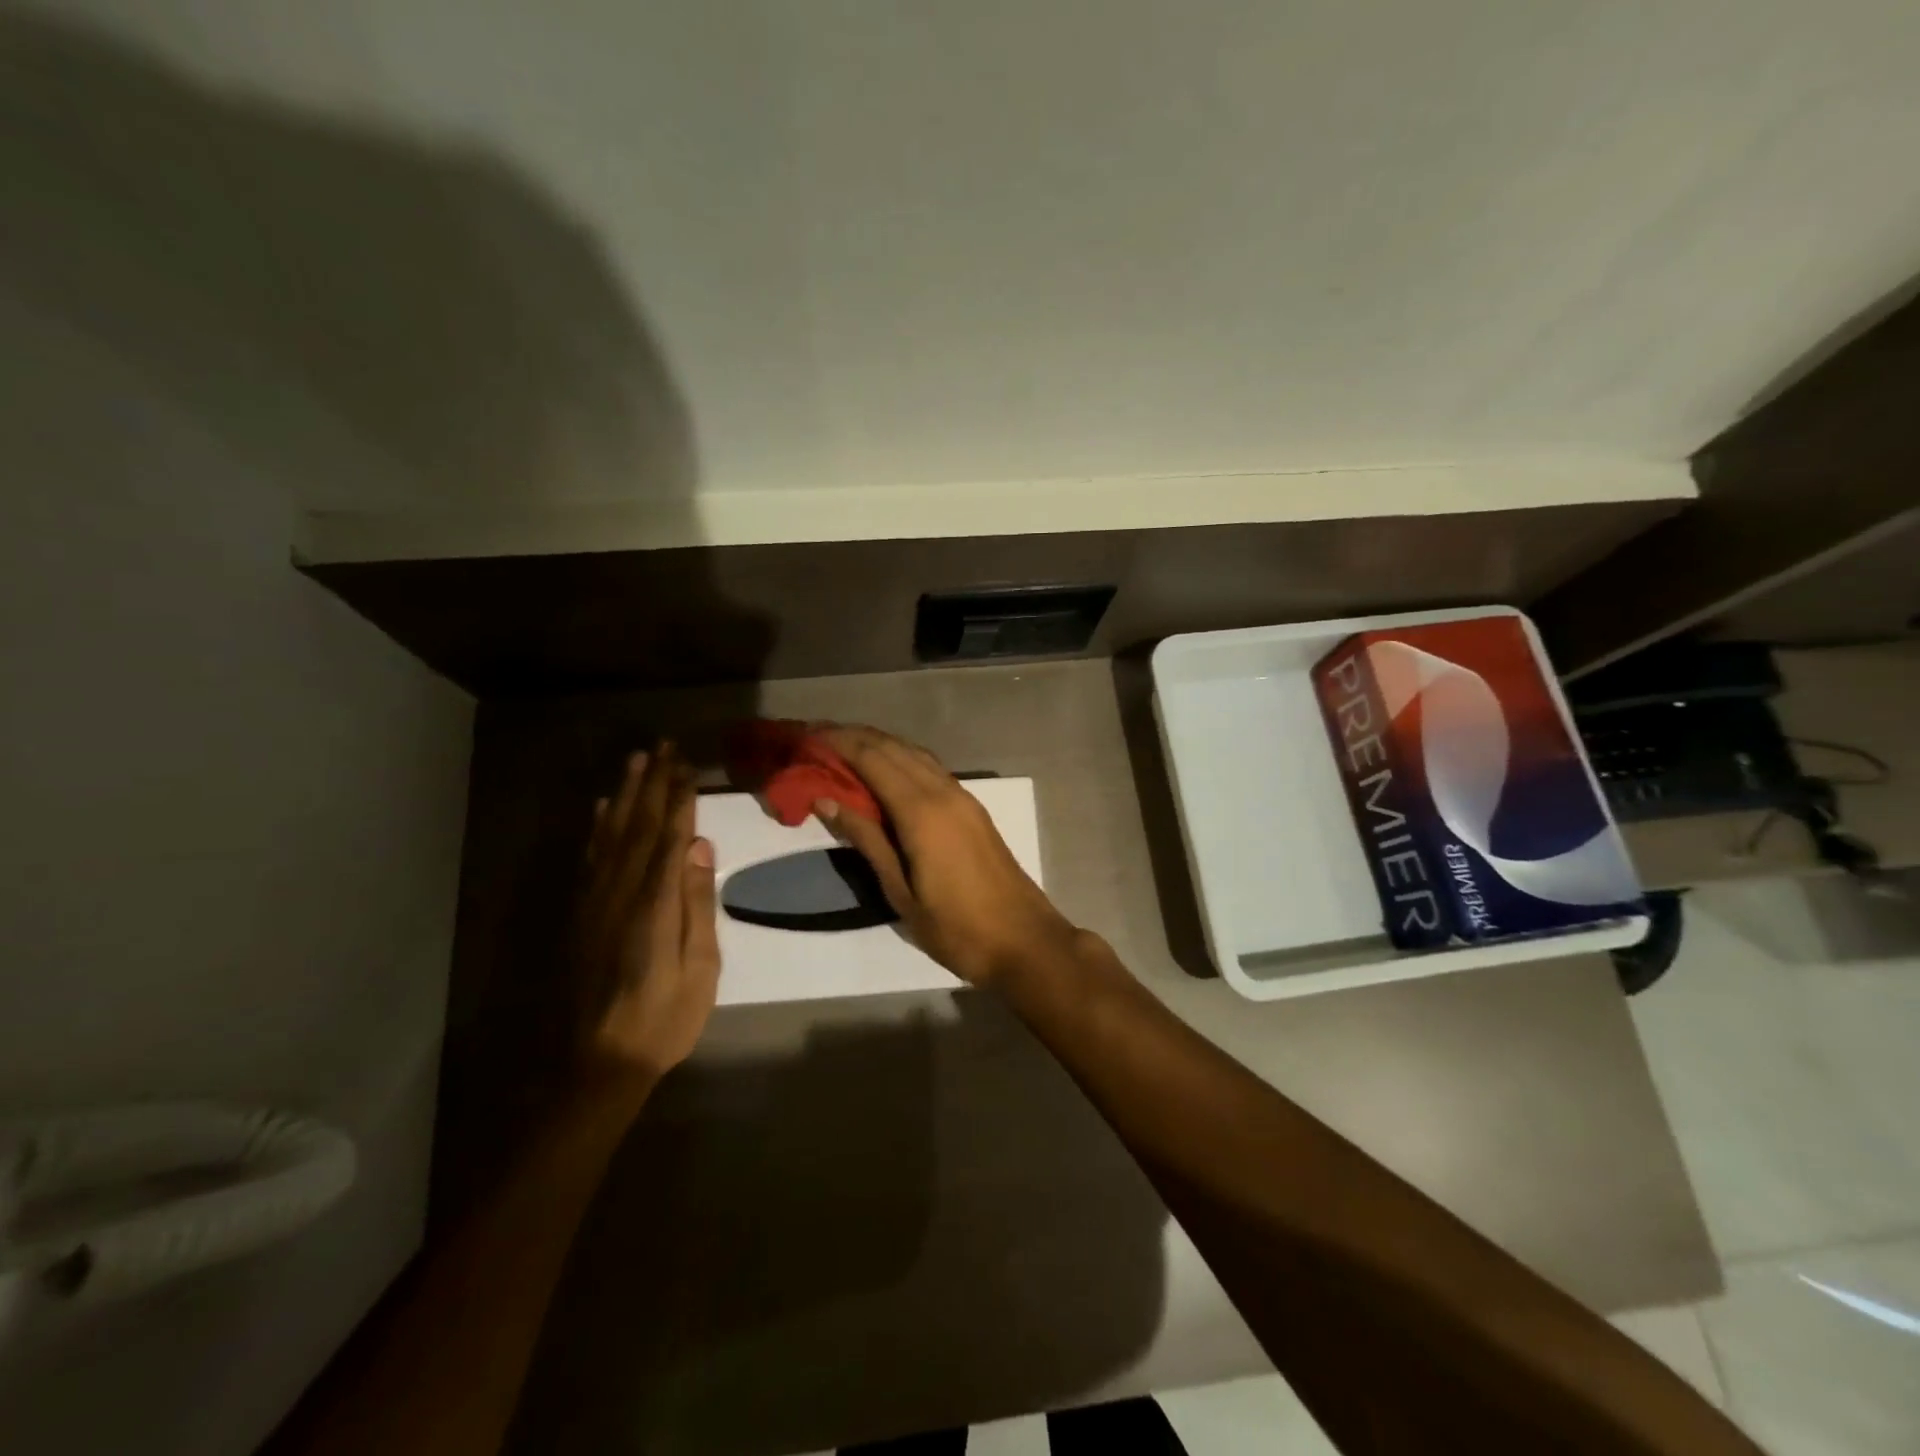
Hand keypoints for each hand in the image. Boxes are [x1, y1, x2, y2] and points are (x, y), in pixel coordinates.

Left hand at [574, 745, 720, 1085]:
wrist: (593, 1063)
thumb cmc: (661, 1020)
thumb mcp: (699, 970)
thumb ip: (696, 905)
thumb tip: (698, 847)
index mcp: (654, 903)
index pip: (670, 836)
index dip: (680, 797)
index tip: (688, 764)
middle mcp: (619, 891)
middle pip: (638, 825)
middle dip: (653, 783)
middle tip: (664, 746)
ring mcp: (594, 901)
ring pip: (611, 834)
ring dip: (625, 795)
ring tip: (637, 761)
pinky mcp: (580, 914)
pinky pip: (590, 858)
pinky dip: (598, 827)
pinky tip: (604, 808)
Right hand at [813, 726, 1081, 986]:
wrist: (1023, 940)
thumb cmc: (956, 927)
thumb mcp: (900, 891)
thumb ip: (866, 840)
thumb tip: (827, 800)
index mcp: (921, 811)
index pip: (872, 759)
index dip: (839, 743)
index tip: (807, 736)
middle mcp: (943, 791)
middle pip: (893, 748)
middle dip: (854, 737)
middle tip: (817, 737)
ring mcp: (962, 797)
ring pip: (914, 754)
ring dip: (879, 745)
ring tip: (842, 749)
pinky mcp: (972, 808)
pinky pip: (930, 769)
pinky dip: (901, 760)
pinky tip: (884, 772)